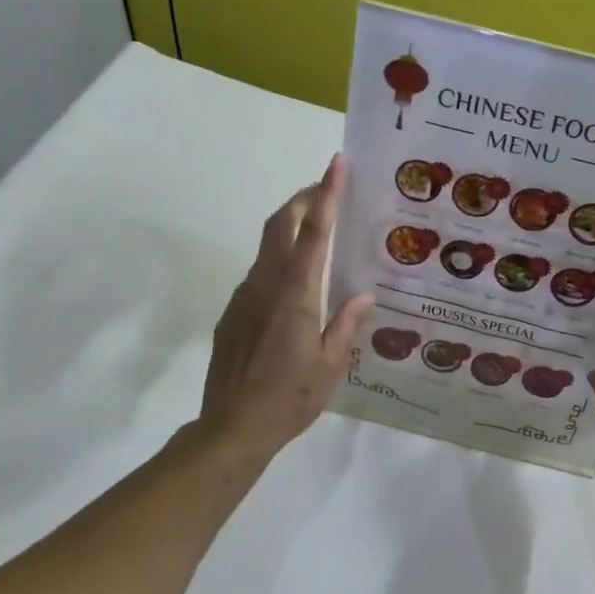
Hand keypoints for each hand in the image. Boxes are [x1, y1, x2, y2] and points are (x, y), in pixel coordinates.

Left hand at [199, 155, 373, 460]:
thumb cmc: (289, 398)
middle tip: (326, 189)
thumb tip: (363, 295)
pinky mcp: (232, 314)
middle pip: (279, 225)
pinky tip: (295, 283)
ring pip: (266, 246)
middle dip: (302, 199)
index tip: (335, 164)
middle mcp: (266, 286)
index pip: (313, 232)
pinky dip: (278, 260)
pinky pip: (258, 273)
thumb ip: (346, 325)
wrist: (230, 428)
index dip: (325, 194)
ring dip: (288, 227)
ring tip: (316, 232)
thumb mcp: (330, 365)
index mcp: (296, 295)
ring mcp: (243, 297)